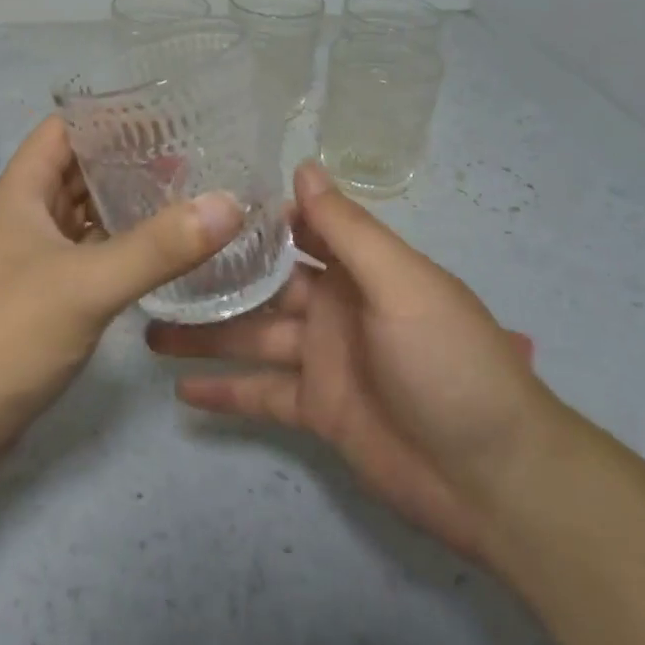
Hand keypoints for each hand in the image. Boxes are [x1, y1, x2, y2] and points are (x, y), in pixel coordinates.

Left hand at [0, 116, 243, 474]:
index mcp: (23, 190)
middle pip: (81, 168)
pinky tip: (163, 252)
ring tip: (189, 194)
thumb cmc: (4, 335)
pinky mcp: (45, 296)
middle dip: (130, 159)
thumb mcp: (86, 284)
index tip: (168, 112)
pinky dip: (122, 246)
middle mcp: (26, 214)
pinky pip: (90, 254)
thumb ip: (158, 246)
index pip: (67, 127)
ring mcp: (34, 257)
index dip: (110, 114)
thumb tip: (230, 202)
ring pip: (87, 214)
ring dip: (128, 203)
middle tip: (196, 154)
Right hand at [147, 161, 554, 558]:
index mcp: (357, 268)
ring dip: (205, 335)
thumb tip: (303, 166)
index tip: (194, 201)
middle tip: (153, 266)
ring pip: (251, 338)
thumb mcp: (402, 284)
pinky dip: (224, 392)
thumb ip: (348, 230)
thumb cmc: (450, 362)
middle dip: (214, 277)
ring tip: (148, 327)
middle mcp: (333, 306)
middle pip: (261, 285)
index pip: (295, 229)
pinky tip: (179, 390)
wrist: (496, 478)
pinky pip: (260, 395)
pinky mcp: (316, 411)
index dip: (250, 217)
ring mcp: (322, 360)